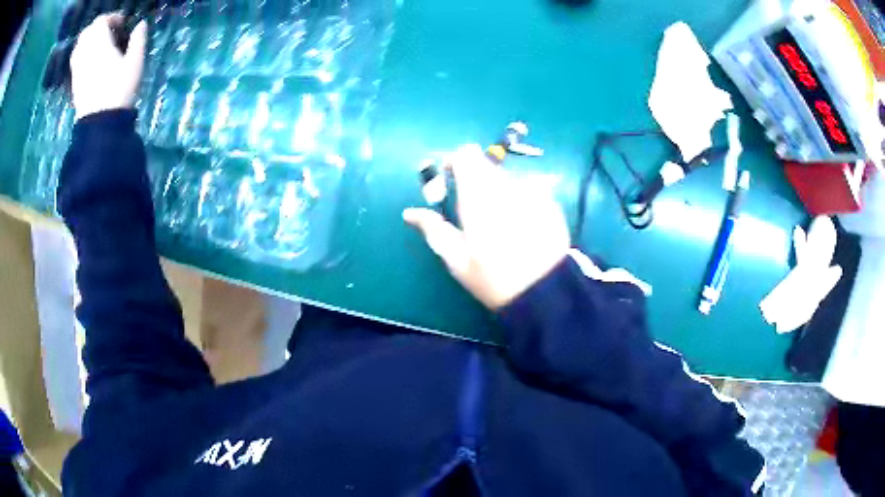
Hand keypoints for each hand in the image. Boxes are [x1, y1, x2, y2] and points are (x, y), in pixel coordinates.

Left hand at [70, 14, 146, 119]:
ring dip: (88, 40)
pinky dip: (82, 54)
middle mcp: (86, 53)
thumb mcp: (135, 62)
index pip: (100, 21)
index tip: (121, 23)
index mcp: (100, 44)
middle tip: (109, 31)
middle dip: (97, 27)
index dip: (112, 17)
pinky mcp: (74, 82)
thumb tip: (141, 24)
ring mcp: (78, 69)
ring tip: (98, 45)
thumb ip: (138, 40)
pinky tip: (90, 60)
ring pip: (79, 46)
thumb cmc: (119, 89)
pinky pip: (75, 61)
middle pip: (87, 32)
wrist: (100, 122)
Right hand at [403, 144, 569, 309]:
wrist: (546, 293)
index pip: (465, 155)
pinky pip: (527, 189)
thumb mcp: (457, 261)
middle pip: (486, 165)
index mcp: (478, 197)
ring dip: (497, 190)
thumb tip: (410, 213)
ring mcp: (532, 192)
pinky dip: (519, 199)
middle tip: (472, 210)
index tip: (450, 182)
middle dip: (475, 180)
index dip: (454, 162)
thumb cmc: (495, 279)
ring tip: (499, 223)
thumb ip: (434, 230)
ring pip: (506, 177)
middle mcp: (506, 185)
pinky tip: (521, 226)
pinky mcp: (550, 202)